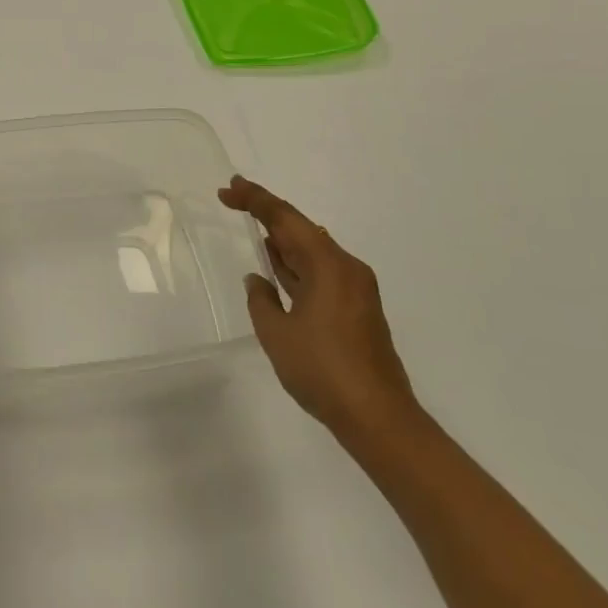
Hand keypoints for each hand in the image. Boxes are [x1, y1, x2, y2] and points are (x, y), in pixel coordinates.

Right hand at [220, 175, 416, 439]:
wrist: (379, 419)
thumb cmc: (323, 370)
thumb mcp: (277, 333)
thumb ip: (261, 299)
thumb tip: (258, 280)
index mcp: (328, 264)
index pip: (285, 218)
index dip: (254, 199)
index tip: (228, 188)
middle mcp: (346, 268)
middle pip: (301, 228)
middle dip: (267, 214)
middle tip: (233, 199)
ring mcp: (355, 289)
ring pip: (312, 250)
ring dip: (282, 239)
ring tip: (253, 227)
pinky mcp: (357, 309)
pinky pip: (320, 271)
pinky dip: (296, 264)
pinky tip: (278, 267)